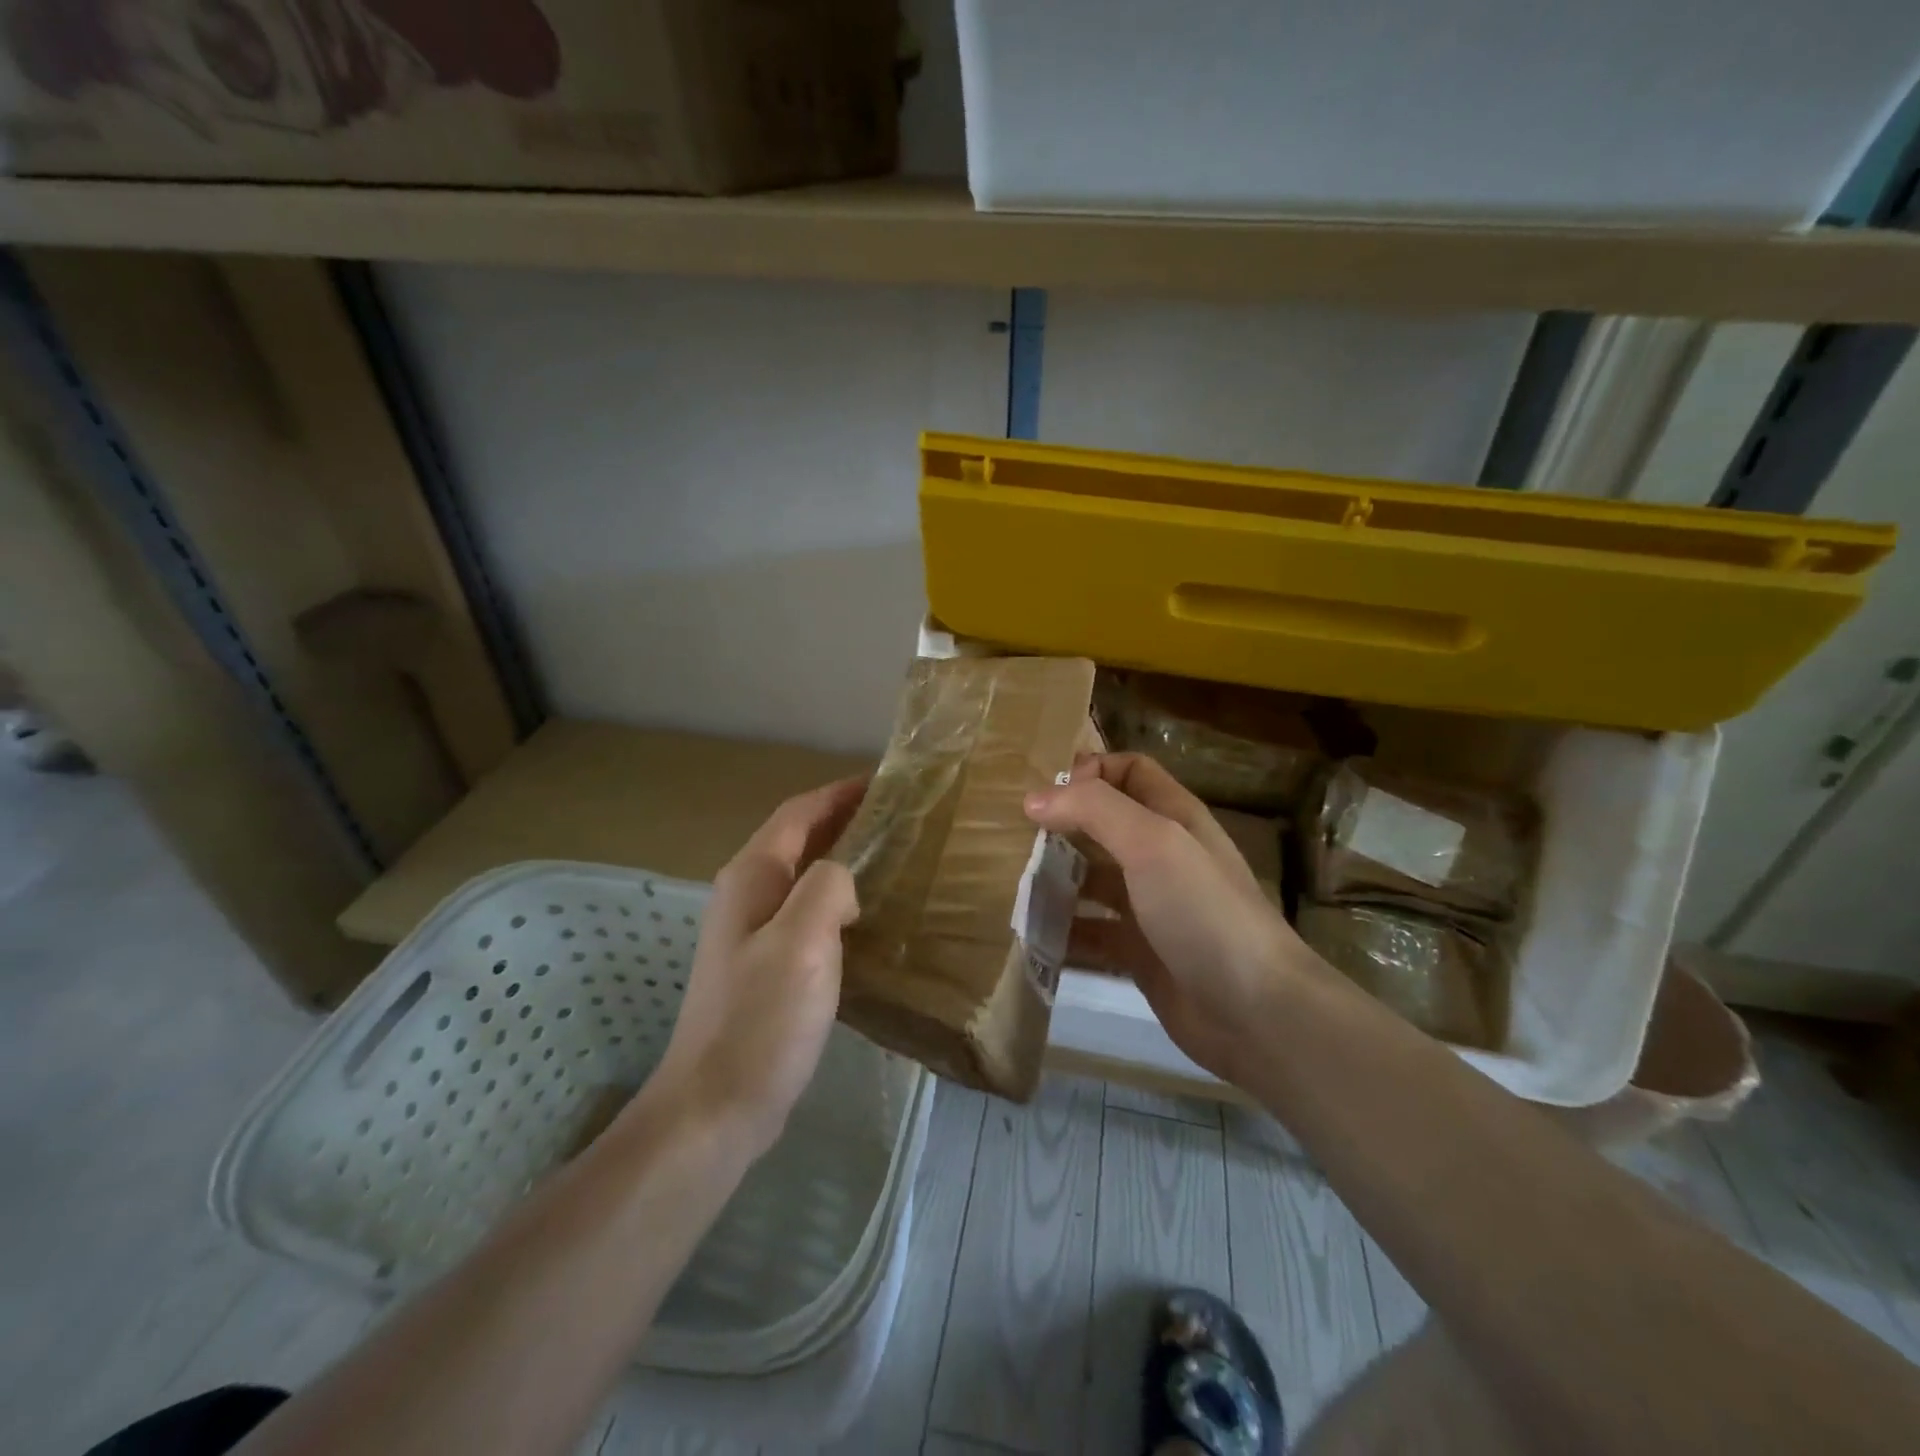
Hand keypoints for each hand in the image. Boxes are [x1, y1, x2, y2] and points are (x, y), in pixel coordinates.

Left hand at [646, 777, 865, 1156]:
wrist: (714, 1107)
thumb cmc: (760, 1019)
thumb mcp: (802, 941)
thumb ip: (828, 887)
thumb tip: (844, 877)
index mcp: (751, 878)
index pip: (798, 814)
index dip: (839, 793)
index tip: (885, 781)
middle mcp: (746, 896)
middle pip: (799, 840)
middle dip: (844, 821)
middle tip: (900, 819)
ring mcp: (752, 934)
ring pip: (804, 878)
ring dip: (843, 860)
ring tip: (893, 860)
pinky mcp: (764, 967)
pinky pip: (807, 914)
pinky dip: (838, 901)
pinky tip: (868, 918)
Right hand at [1025, 753, 1319, 1087]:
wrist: (1254, 1010)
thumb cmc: (1203, 910)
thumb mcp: (1152, 842)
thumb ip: (1094, 810)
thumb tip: (1035, 798)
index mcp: (1173, 817)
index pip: (1129, 771)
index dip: (1091, 771)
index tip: (1046, 793)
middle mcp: (1160, 855)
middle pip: (1103, 825)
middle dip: (1061, 825)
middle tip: (1012, 837)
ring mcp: (1149, 905)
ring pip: (1092, 878)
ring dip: (1055, 877)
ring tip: (1010, 883)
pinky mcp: (1138, 951)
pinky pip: (1090, 931)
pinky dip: (1062, 929)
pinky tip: (1031, 932)